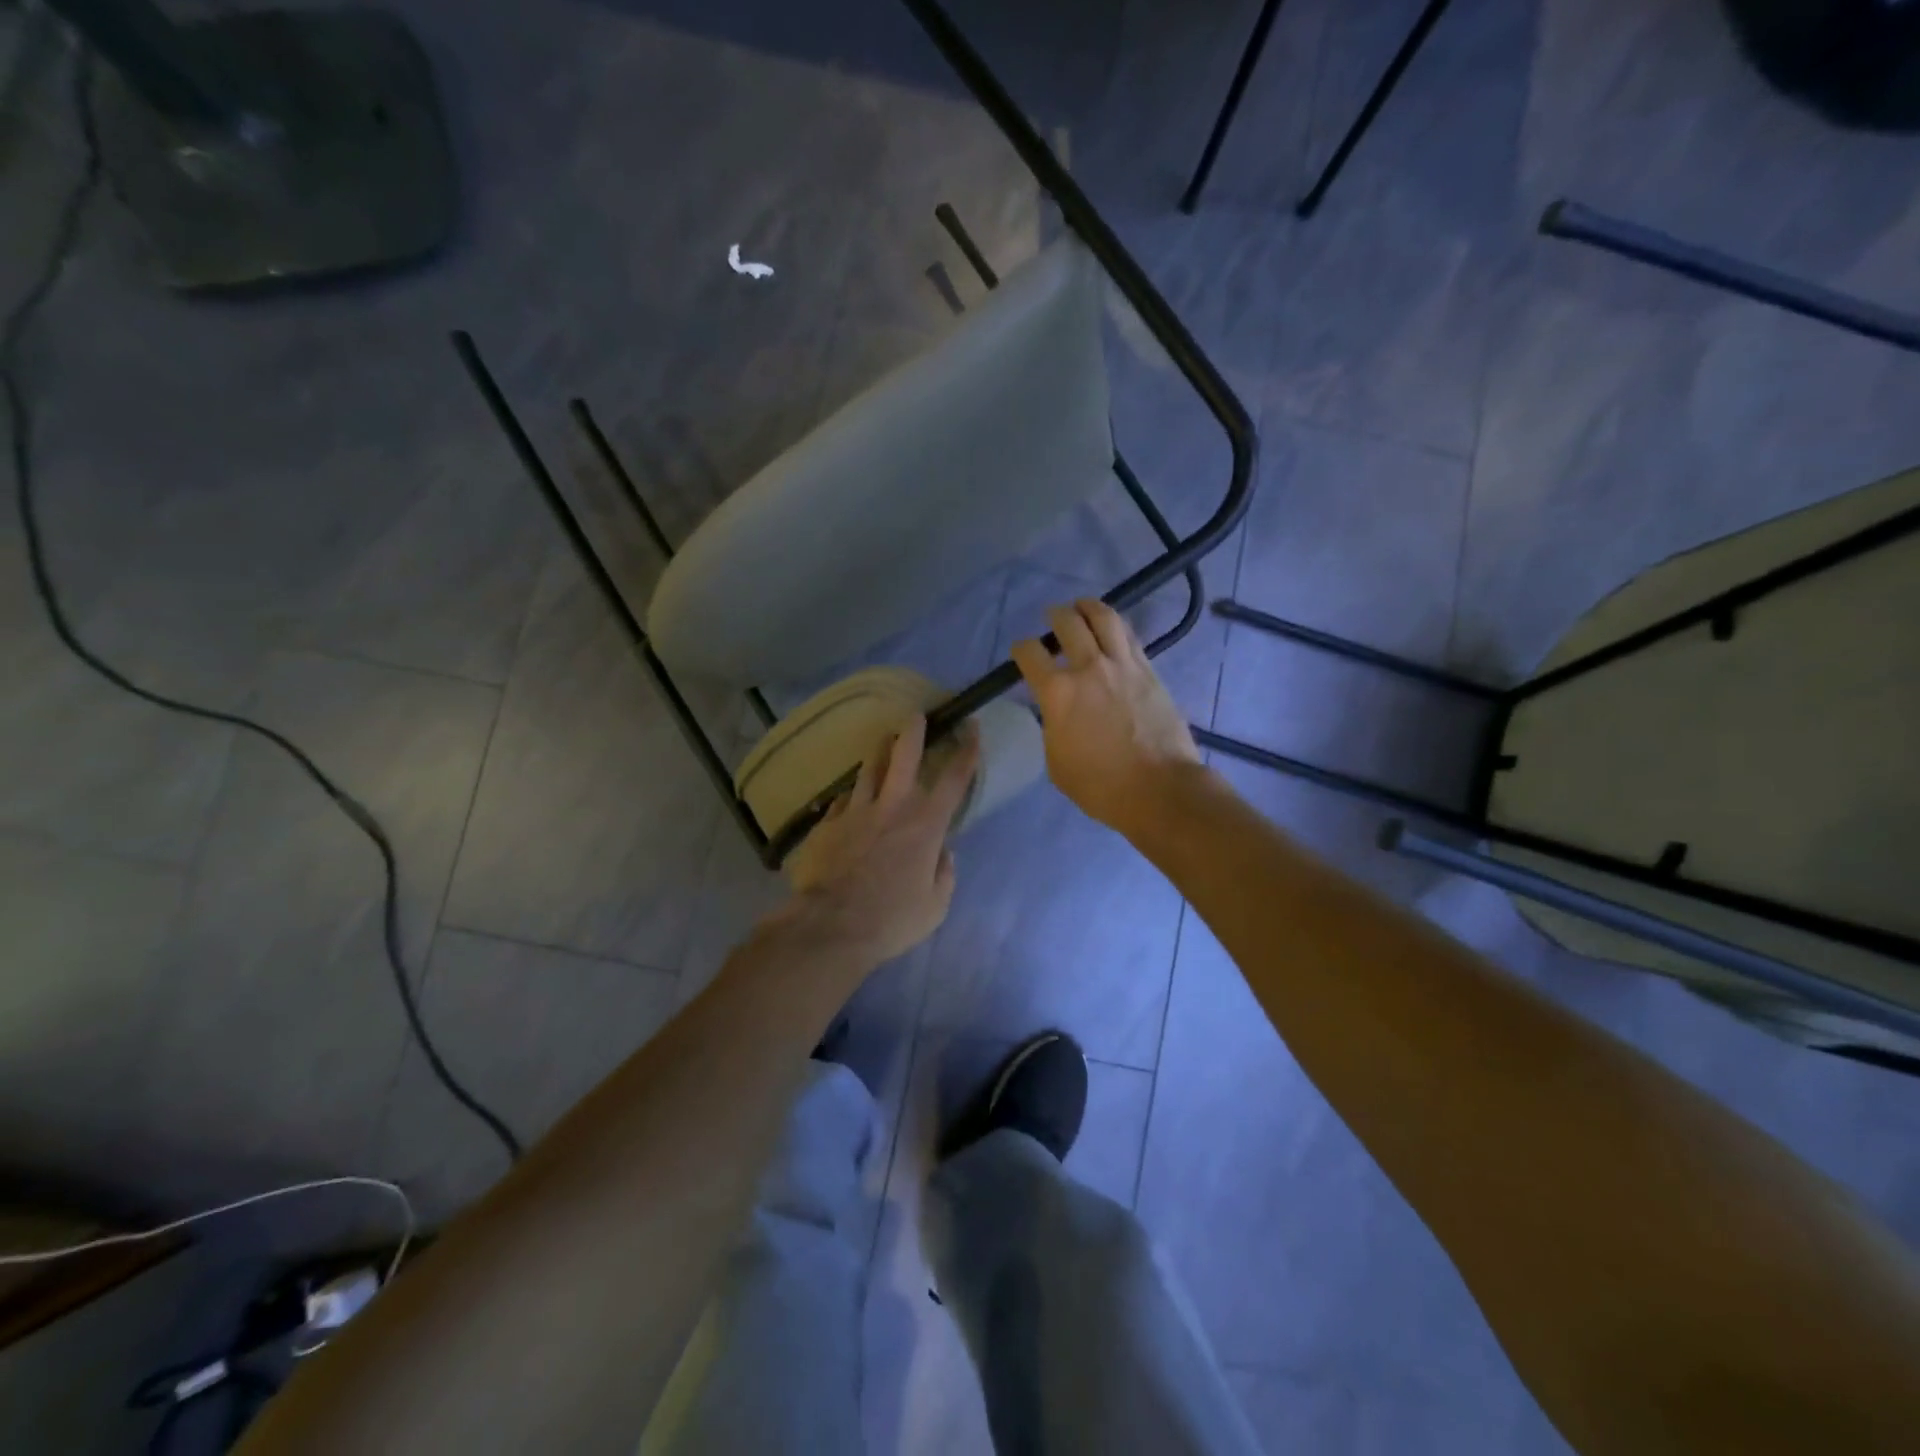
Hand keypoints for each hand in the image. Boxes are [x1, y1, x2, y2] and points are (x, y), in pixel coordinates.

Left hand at [778, 716, 979, 967]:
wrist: (832, 925)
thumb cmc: (892, 919)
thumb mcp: (936, 906)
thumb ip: (944, 874)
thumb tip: (942, 854)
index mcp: (926, 825)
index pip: (954, 778)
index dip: (967, 750)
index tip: (971, 729)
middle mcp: (893, 807)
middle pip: (904, 755)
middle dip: (914, 731)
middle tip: (916, 717)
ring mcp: (856, 811)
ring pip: (868, 768)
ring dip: (879, 752)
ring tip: (882, 742)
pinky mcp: (828, 823)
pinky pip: (843, 800)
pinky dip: (852, 796)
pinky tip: (851, 798)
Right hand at [1011, 598, 1201, 833]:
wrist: (1158, 788)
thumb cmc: (1099, 785)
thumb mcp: (1056, 761)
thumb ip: (1052, 726)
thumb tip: (1058, 711)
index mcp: (1057, 693)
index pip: (1029, 654)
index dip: (1021, 649)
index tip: (1022, 652)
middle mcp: (1088, 668)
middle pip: (1067, 623)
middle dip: (1055, 616)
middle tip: (1053, 616)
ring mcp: (1122, 665)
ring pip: (1104, 618)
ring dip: (1088, 607)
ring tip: (1083, 606)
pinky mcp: (1149, 670)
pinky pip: (1129, 636)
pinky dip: (1116, 626)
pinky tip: (1112, 628)